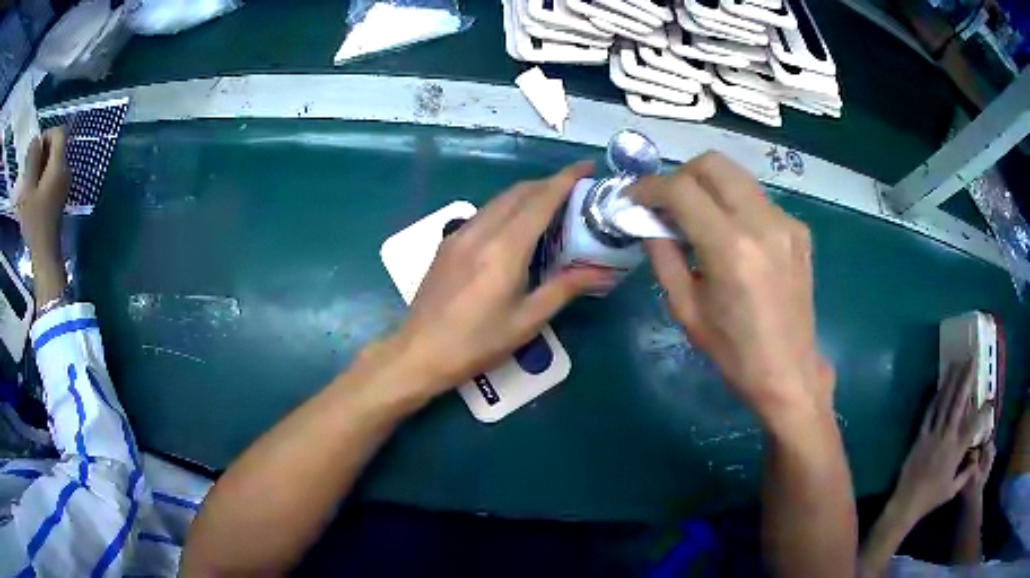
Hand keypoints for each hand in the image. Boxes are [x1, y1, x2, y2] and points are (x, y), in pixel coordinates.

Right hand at [15, 127, 69, 304]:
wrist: (45, 254)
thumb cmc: (34, 222)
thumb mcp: (28, 190)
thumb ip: (32, 161)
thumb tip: (35, 140)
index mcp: (59, 165)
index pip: (60, 133)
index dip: (47, 134)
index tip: (34, 150)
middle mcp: (66, 169)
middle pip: (57, 146)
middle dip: (42, 151)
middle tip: (29, 167)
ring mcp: (64, 182)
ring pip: (54, 161)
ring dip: (41, 165)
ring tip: (29, 181)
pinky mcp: (60, 194)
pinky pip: (53, 175)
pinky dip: (43, 176)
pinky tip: (33, 192)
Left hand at [386, 161, 609, 393]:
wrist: (419, 352)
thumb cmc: (477, 343)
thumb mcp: (527, 321)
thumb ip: (564, 288)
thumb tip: (602, 272)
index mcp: (504, 249)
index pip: (540, 200)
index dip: (566, 179)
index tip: (587, 166)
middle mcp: (481, 231)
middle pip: (519, 192)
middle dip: (549, 183)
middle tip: (575, 191)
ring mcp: (459, 234)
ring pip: (499, 200)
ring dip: (527, 195)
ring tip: (551, 206)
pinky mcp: (447, 244)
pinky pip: (484, 213)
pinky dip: (507, 209)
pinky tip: (516, 227)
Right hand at [629, 152, 828, 424]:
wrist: (788, 371)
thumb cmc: (733, 351)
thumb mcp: (686, 308)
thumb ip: (663, 255)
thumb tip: (648, 222)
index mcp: (731, 248)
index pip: (681, 190)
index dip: (649, 187)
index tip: (632, 198)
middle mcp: (762, 222)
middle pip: (713, 164)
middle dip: (680, 175)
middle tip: (666, 202)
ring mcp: (785, 222)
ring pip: (737, 176)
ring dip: (708, 187)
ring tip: (696, 217)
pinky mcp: (798, 230)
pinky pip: (757, 199)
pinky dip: (735, 205)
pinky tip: (731, 237)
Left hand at [891, 362, 991, 524]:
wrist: (906, 504)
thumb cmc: (931, 498)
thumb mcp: (952, 490)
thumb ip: (966, 474)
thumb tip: (976, 460)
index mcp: (957, 450)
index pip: (974, 424)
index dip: (983, 411)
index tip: (991, 399)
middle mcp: (947, 437)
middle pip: (958, 402)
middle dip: (966, 379)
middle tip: (972, 360)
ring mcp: (933, 435)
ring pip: (944, 402)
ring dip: (951, 381)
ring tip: (957, 363)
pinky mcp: (920, 436)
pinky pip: (929, 413)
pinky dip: (935, 398)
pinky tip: (939, 386)